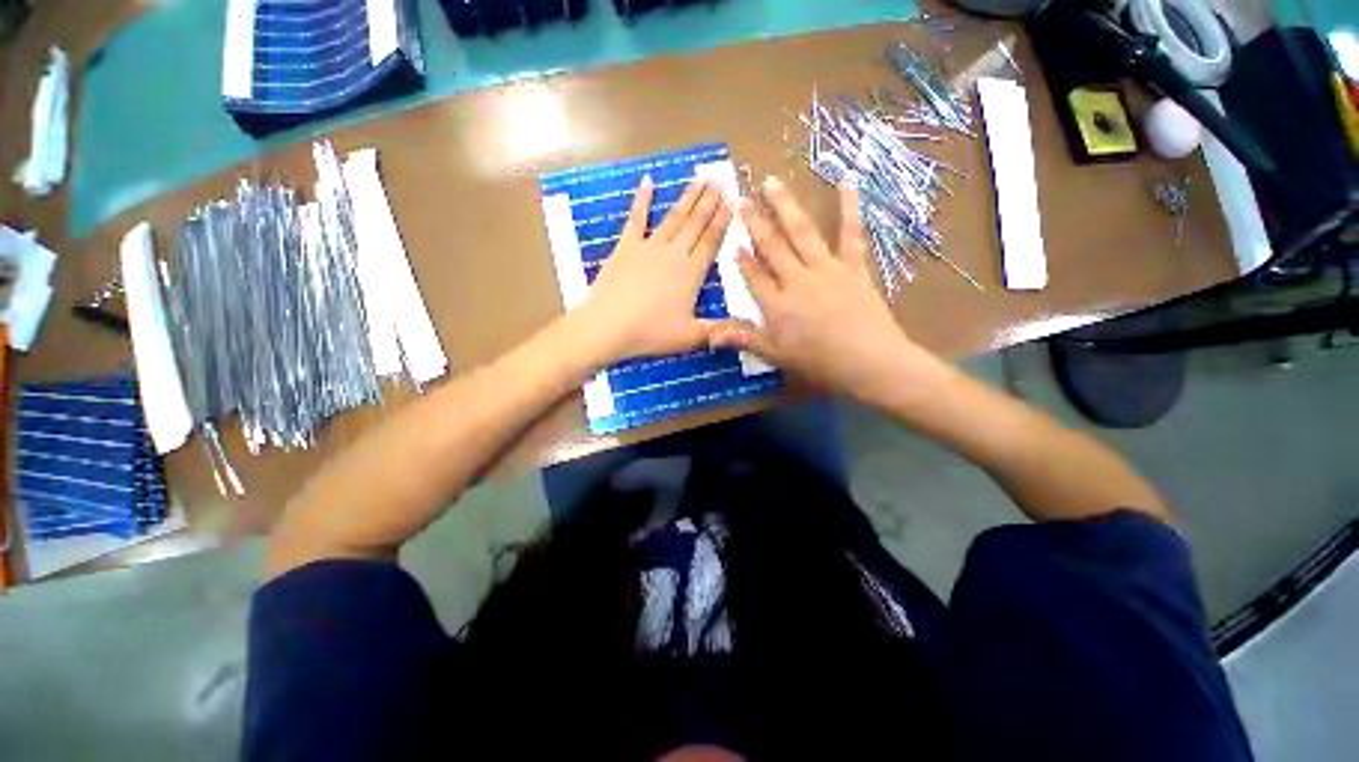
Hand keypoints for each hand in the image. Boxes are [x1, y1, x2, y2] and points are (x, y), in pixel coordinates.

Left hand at [576, 176, 733, 362]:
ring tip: (699, 179)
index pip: (711, 240)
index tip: (733, 200)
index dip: (723, 220)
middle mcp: (673, 253)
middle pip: (695, 223)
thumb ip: (721, 330)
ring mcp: (648, 247)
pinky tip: (647, 181)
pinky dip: (642, 199)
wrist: (608, 326)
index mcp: (691, 272)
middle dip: (709, 202)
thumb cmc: (651, 332)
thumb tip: (752, 329)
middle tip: (720, 181)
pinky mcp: (625, 247)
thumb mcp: (691, 336)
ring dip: (687, 198)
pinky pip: (636, 218)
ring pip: (673, 218)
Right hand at [711, 176, 947, 404]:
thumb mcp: (777, 356)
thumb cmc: (820, 363)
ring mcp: (826, 269)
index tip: (732, 242)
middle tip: (742, 199)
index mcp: (777, 304)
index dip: (742, 260)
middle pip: (772, 247)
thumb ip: (745, 340)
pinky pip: (850, 233)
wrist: (869, 361)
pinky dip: (849, 208)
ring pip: (801, 233)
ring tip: (772, 182)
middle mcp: (797, 280)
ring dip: (785, 206)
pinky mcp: (853, 266)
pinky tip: (846, 183)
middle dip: (755, 223)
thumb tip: (710, 335)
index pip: (753, 277)